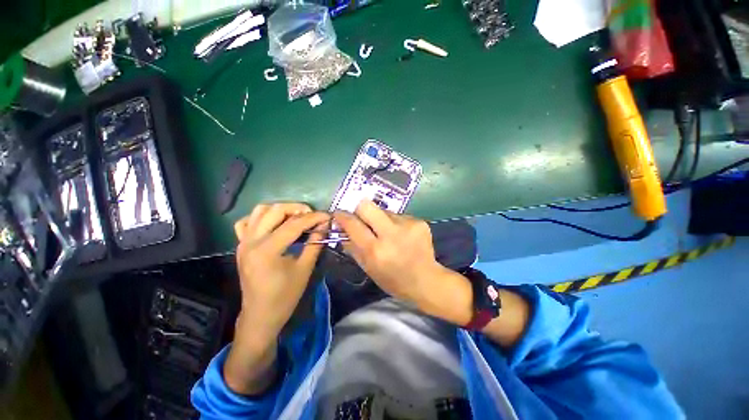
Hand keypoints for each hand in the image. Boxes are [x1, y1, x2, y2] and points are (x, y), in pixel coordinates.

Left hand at [234, 203, 329, 336]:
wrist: (260, 315)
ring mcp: (243, 242)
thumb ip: (315, 243)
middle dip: (297, 208)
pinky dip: (261, 217)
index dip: (314, 217)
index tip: (327, 216)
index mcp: (267, 250)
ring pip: (259, 211)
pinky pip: (247, 222)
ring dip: (280, 209)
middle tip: (312, 215)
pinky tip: (274, 224)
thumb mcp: (305, 269)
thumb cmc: (285, 296)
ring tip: (296, 216)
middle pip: (275, 211)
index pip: (294, 225)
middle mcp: (252, 241)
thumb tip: (324, 225)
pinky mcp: (241, 245)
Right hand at [333, 200, 441, 302]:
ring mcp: (408, 225)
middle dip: (360, 210)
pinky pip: (399, 216)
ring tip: (388, 233)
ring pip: (384, 211)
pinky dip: (395, 223)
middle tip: (362, 219)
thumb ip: (352, 246)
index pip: (353, 224)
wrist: (426, 280)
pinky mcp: (419, 222)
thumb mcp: (368, 268)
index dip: (342, 216)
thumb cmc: (393, 280)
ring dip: (380, 219)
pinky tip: (401, 235)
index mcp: (376, 250)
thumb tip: (341, 228)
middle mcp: (391, 234)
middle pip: (367, 205)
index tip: (338, 214)